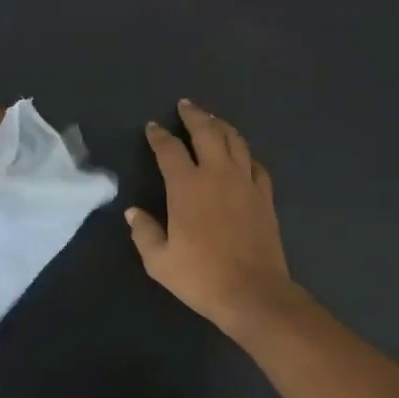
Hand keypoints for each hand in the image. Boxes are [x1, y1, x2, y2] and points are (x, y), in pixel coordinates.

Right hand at [127, 100, 299, 331]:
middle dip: (194, 116)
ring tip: (213, 120)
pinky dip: (245, 154)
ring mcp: (245, 183)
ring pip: (235, 141)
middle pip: (207, 132)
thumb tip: (134, 212)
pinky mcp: (264, 196)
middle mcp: (217, 174)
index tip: (153, 128)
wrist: (252, 292)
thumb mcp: (159, 261)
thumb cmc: (200, 277)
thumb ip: (144, 232)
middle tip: (186, 105)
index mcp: (187, 186)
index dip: (159, 136)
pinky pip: (255, 164)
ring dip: (221, 126)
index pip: (169, 150)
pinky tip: (242, 157)